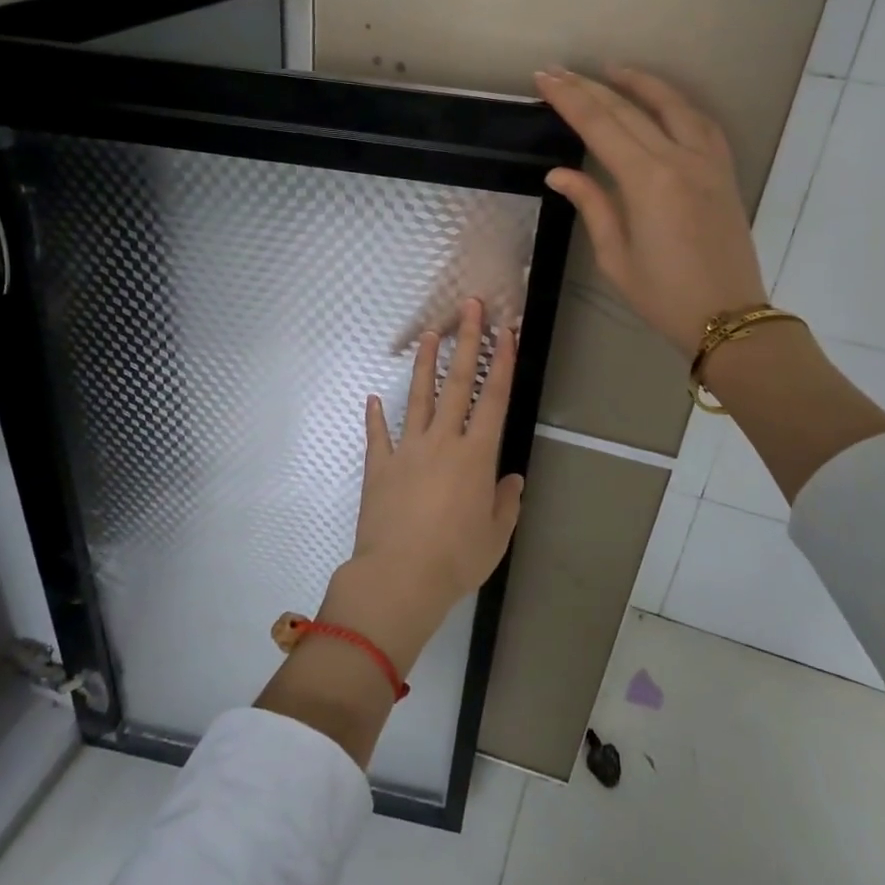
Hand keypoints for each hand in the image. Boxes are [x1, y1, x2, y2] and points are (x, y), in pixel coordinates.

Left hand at [325, 299, 525, 669]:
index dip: (502, 363)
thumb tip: (511, 479)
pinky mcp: (379, 466)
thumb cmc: (456, 559)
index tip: (506, 331)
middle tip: (469, 307)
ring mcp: (407, 450)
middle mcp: (442, 442)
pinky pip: (378, 435)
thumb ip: (506, 502)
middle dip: (466, 342)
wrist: (399, 577)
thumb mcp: (496, 535)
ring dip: (425, 364)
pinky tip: (372, 398)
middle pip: (457, 383)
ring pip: (419, 398)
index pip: (494, 399)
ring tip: (430, 334)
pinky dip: (375, 417)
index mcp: (476, 456)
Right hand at [533, 65, 767, 358]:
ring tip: (611, 70)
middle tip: (560, 71)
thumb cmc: (663, 295)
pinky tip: (663, 102)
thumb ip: (592, 205)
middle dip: (590, 87)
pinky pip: (702, 123)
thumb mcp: (615, 257)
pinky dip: (678, 104)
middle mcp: (679, 159)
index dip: (569, 99)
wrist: (727, 316)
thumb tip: (559, 173)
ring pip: (672, 105)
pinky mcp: (725, 171)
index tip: (544, 78)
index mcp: (646, 181)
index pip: (600, 126)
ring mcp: (708, 162)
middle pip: (629, 109)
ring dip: (639, 83)